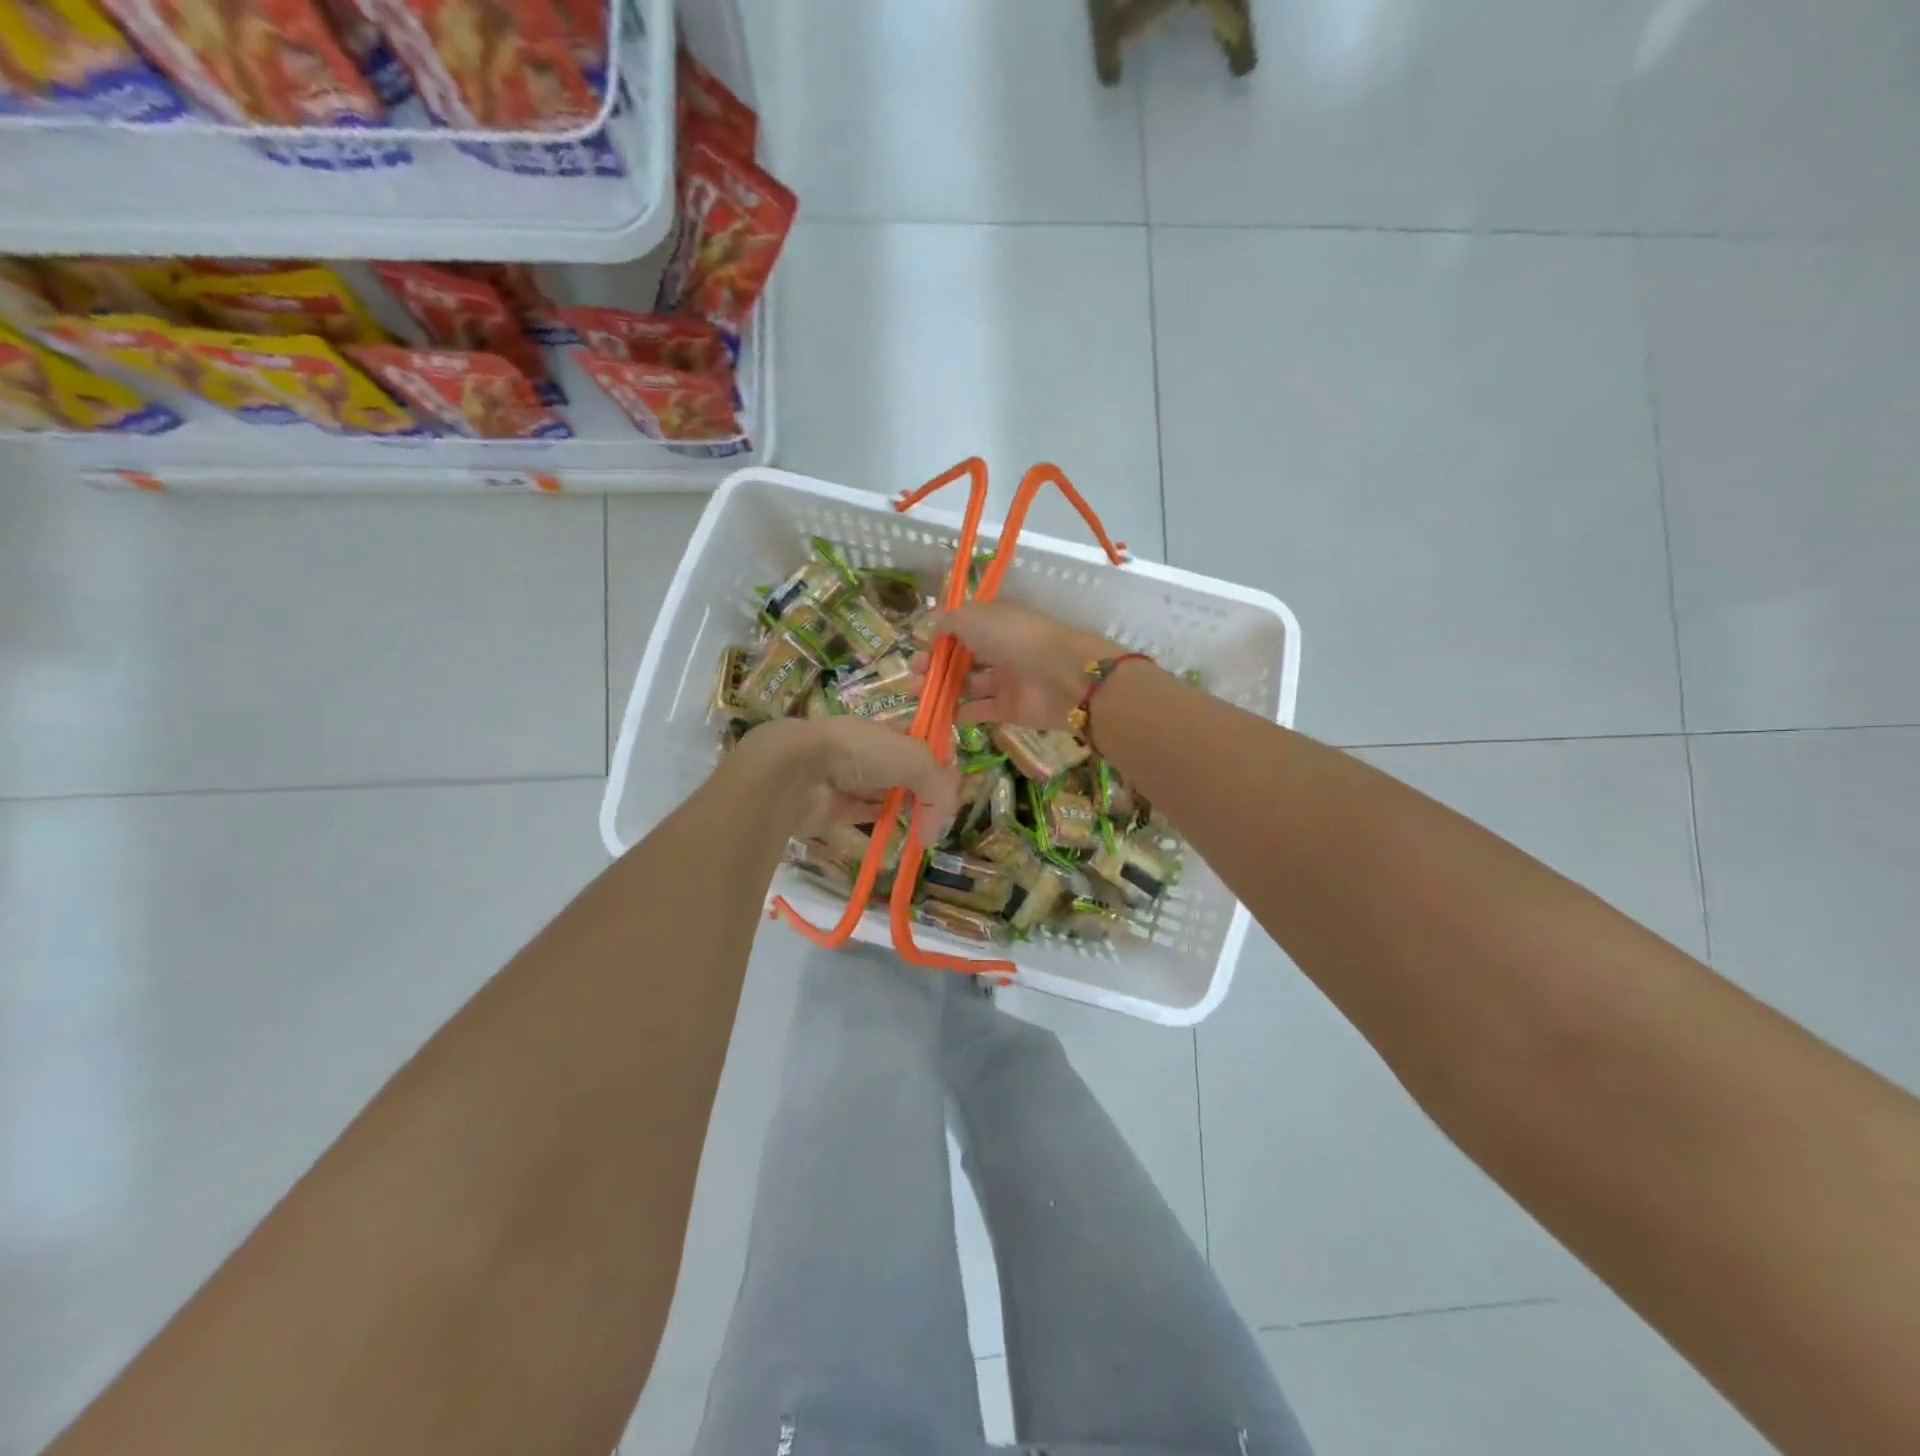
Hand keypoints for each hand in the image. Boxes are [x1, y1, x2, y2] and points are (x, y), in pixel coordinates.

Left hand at [726, 715, 959, 840]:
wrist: (798, 771)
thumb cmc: (859, 753)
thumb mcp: (914, 759)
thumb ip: (939, 786)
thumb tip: (939, 828)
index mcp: (886, 730)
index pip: (923, 744)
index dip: (941, 763)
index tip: (952, 787)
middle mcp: (867, 752)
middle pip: (906, 771)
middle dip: (924, 790)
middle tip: (937, 815)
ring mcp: (847, 779)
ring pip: (885, 794)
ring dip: (903, 808)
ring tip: (921, 829)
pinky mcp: (832, 807)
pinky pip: (862, 815)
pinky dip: (879, 823)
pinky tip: (895, 834)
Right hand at [923, 602, 1119, 731]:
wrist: (1062, 675)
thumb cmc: (1014, 637)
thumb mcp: (973, 617)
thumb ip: (948, 622)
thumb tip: (930, 626)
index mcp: (994, 622)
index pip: (959, 629)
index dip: (936, 640)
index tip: (918, 650)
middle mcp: (999, 648)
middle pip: (959, 658)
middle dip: (932, 666)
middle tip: (913, 676)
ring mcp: (1005, 680)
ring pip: (966, 685)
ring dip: (940, 689)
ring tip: (916, 695)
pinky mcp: (1009, 709)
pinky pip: (979, 710)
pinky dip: (959, 713)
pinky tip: (938, 714)